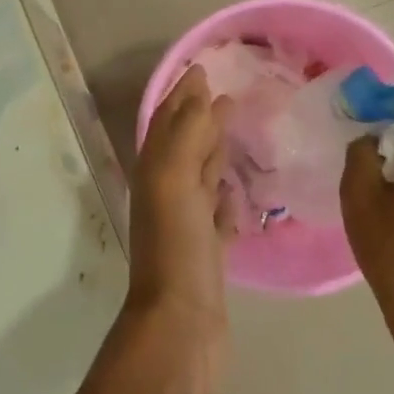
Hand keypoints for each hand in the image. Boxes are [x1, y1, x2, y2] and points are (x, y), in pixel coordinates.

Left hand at [129, 65, 234, 393]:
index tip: (203, 68)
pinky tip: (238, 191)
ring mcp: (188, 224)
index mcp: (156, 172)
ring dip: (214, 152)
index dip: (182, 94)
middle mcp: (168, 193)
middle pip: (184, 145)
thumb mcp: (175, 180)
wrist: (180, 326)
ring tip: (235, 130)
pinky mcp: (209, 252)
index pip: (168, 121)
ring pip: (200, 177)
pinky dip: (226, 198)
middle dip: (200, 116)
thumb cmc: (176, 246)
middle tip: (227, 92)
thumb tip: (200, 92)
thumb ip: (187, 135)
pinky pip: (217, 215)